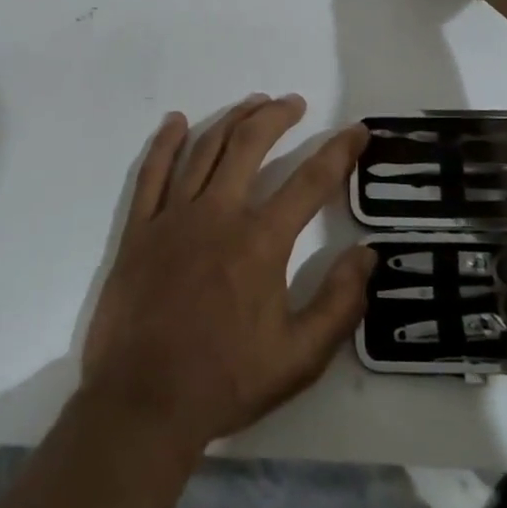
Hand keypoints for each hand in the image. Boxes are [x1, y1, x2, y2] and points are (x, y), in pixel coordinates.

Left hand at [80, 95, 374, 453]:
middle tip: (294, 103)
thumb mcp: (298, 358)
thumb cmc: (224, 381)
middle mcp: (218, 214)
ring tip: (253, 103)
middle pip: (250, 145)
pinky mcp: (139, 229)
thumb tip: (367, 255)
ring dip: (232, 119)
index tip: (356, 130)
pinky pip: (151, 173)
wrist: (142, 404)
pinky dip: (165, 142)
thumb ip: (339, 304)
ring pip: (205, 149)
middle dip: (277, 117)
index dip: (338, 150)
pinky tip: (177, 121)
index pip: (310, 181)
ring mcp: (173, 217)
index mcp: (260, 241)